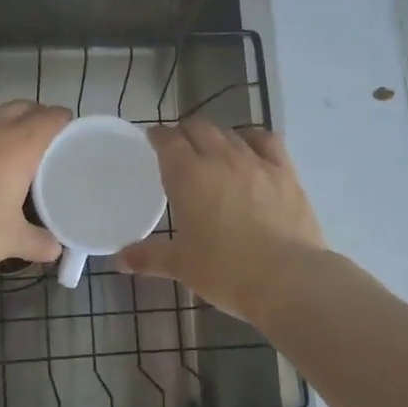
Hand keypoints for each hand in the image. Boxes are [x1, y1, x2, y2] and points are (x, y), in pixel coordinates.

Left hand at [0, 101, 71, 282]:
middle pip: (24, 107)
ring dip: (9, 127)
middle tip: (47, 151)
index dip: (67, 125)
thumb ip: (39, 243)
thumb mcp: (9, 241)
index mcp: (19, 143)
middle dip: (39, 121)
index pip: (53, 116)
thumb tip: (56, 249)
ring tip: (14, 159)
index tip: (73, 143)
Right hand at [117, 118, 325, 324]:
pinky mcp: (285, 172)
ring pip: (230, 133)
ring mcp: (256, 162)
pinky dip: (253, 139)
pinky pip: (266, 141)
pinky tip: (251, 149)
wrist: (288, 279)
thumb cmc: (226, 271)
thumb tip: (119, 260)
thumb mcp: (182, 265)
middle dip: (185, 131)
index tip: (152, 140)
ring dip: (216, 136)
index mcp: (188, 176)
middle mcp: (220, 158)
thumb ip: (149, 257)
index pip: (168, 140)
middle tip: (179, 147)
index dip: (157, 136)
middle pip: (198, 127)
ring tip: (212, 150)